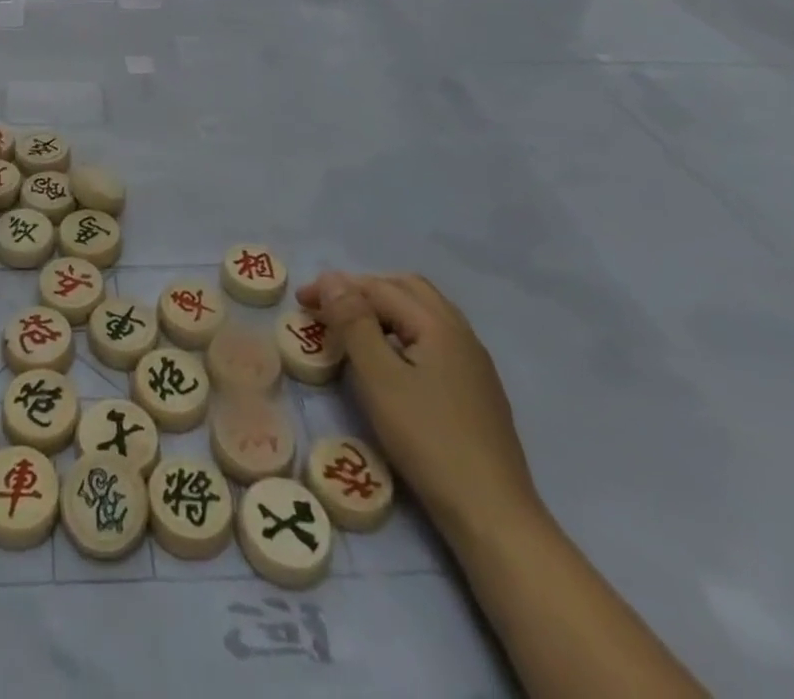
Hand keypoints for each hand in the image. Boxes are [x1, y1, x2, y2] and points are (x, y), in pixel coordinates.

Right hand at [298, 271, 539, 540]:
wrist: (492, 515)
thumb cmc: (427, 440)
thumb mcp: (379, 377)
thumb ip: (354, 322)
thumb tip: (333, 279)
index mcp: (438, 324)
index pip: (378, 288)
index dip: (336, 288)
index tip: (301, 301)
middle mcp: (460, 332)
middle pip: (407, 289)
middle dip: (363, 289)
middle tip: (329, 306)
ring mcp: (474, 362)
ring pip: (423, 312)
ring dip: (385, 307)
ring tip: (354, 326)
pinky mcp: (477, 389)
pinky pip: (434, 337)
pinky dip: (403, 330)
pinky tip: (390, 358)